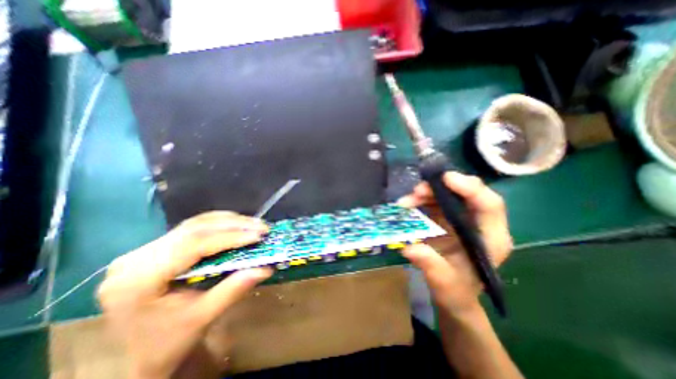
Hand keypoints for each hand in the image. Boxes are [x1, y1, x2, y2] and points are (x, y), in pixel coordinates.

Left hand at [99, 210, 270, 378]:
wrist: (138, 355)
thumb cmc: (167, 342)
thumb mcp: (202, 318)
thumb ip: (234, 289)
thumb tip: (266, 268)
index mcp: (139, 280)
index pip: (192, 245)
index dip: (229, 236)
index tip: (258, 235)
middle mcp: (136, 258)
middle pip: (194, 229)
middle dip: (234, 225)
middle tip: (262, 227)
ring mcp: (145, 250)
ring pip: (195, 224)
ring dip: (229, 222)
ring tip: (254, 224)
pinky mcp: (157, 247)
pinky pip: (193, 227)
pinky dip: (219, 224)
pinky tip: (237, 225)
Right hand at [398, 173, 512, 315]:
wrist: (452, 294)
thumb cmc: (456, 292)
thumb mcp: (444, 284)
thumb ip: (430, 266)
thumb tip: (410, 248)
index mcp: (490, 238)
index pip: (489, 205)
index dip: (470, 188)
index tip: (445, 179)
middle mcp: (478, 223)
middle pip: (466, 193)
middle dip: (441, 188)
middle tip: (417, 191)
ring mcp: (462, 219)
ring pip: (447, 194)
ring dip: (427, 193)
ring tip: (407, 201)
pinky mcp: (447, 218)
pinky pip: (435, 201)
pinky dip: (421, 200)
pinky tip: (408, 204)